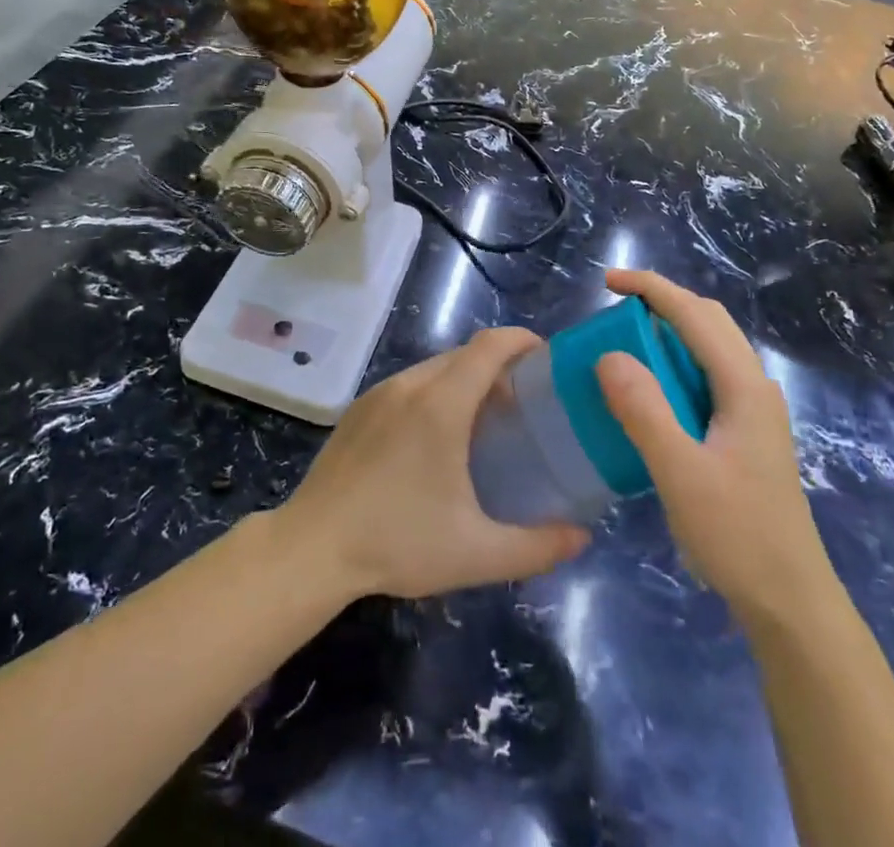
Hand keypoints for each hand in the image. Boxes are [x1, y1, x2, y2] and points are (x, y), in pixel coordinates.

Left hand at [280, 328, 589, 600]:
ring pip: (434, 368)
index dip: (522, 340)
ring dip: (465, 379)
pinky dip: (435, 392)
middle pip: (465, 354)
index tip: (547, 358)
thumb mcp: (476, 553)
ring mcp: (379, 393)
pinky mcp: (359, 408)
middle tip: (525, 402)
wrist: (312, 547)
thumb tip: (582, 537)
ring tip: (484, 420)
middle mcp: (411, 385)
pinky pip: (408, 384)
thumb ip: (538, 546)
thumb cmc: (398, 542)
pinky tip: (436, 437)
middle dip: (499, 365)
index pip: (490, 346)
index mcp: (442, 404)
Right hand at [596, 270, 839, 629]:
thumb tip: (609, 355)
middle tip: (614, 308)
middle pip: (709, 320)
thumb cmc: (737, 535)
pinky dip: (676, 361)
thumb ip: (644, 410)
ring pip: (711, 347)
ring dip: (670, 330)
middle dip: (662, 301)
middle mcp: (754, 387)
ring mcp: (754, 411)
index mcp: (743, 386)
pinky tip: (652, 389)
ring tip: (626, 341)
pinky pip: (708, 374)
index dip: (651, 288)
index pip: (694, 315)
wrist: (791, 602)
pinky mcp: (746, 432)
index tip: (606, 282)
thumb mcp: (680, 473)